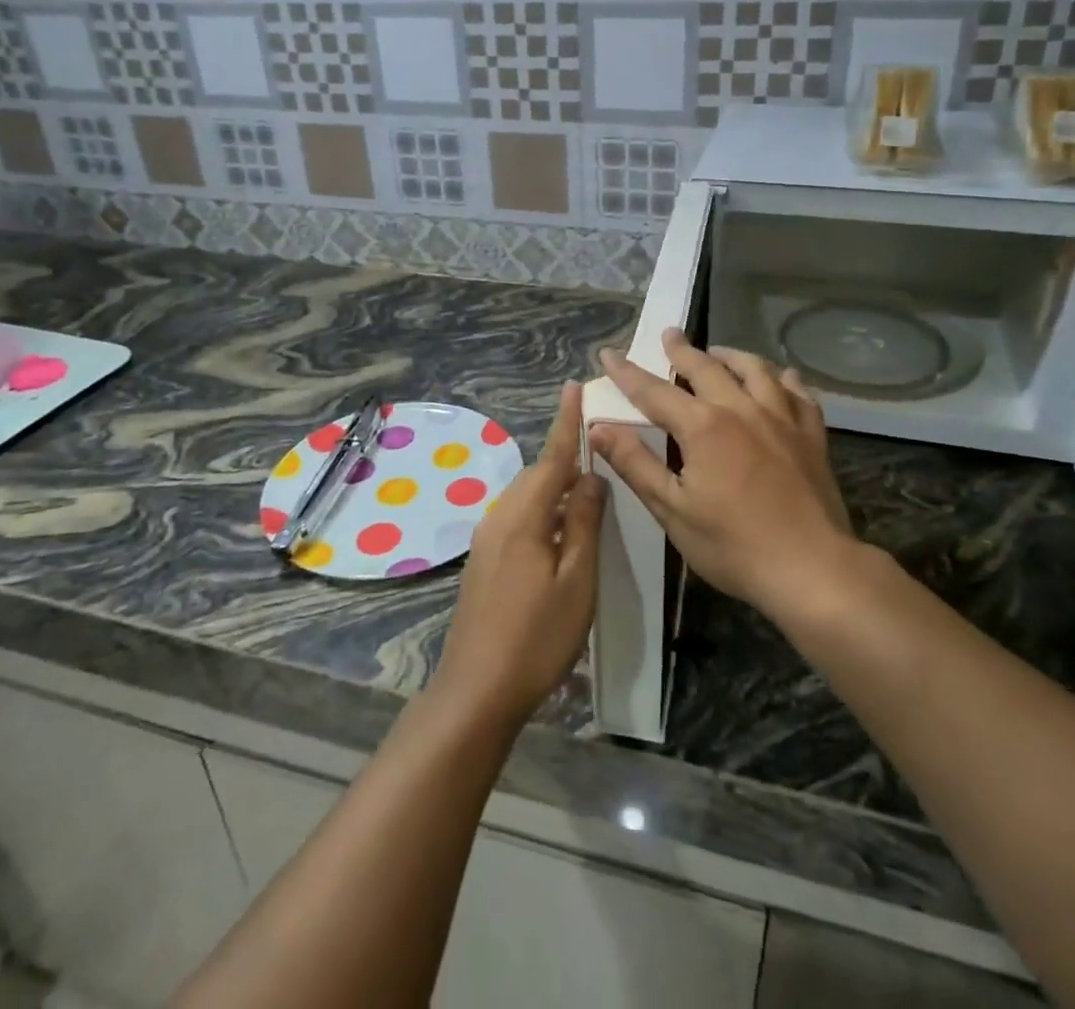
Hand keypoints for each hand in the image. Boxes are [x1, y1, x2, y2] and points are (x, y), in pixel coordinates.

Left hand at [431, 381, 605, 726]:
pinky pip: (516, 517)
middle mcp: (499, 517)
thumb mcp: (576, 581)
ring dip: (554, 487)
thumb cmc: (537, 637)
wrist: (476, 689)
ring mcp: (487, 539)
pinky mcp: (484, 560)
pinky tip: (559, 531)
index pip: (551, 458)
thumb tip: (593, 477)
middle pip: (537, 475)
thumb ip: (583, 523)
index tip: (574, 387)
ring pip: (526, 497)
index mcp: (523, 517)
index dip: (566, 423)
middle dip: (565, 459)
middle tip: (598, 451)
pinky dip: (541, 510)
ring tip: (586, 491)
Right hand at [589, 329, 858, 617]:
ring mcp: (782, 418)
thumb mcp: (672, 510)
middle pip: (706, 368)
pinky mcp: (811, 435)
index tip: (609, 353)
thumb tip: (598, 428)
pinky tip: (782, 378)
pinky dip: (785, 380)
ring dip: (732, 356)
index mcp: (703, 427)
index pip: (654, 391)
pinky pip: (799, 394)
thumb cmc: (733, 545)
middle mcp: (741, 409)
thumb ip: (635, 464)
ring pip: (756, 370)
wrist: (812, 568)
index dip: (628, 372)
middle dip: (682, 349)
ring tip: (719, 352)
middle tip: (670, 334)